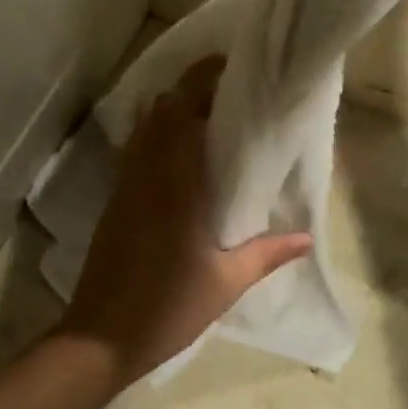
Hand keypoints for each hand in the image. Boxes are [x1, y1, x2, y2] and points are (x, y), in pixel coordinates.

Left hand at [63, 58, 311, 384]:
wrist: (100, 337)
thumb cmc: (167, 308)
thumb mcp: (226, 282)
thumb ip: (267, 254)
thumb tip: (307, 236)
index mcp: (175, 184)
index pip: (182, 111)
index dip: (203, 82)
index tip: (233, 71)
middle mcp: (146, 173)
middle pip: (160, 109)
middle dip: (190, 89)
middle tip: (228, 94)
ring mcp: (125, 184)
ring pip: (143, 127)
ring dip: (170, 110)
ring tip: (207, 116)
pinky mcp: (115, 200)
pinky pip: (135, 149)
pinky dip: (155, 135)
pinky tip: (178, 153)